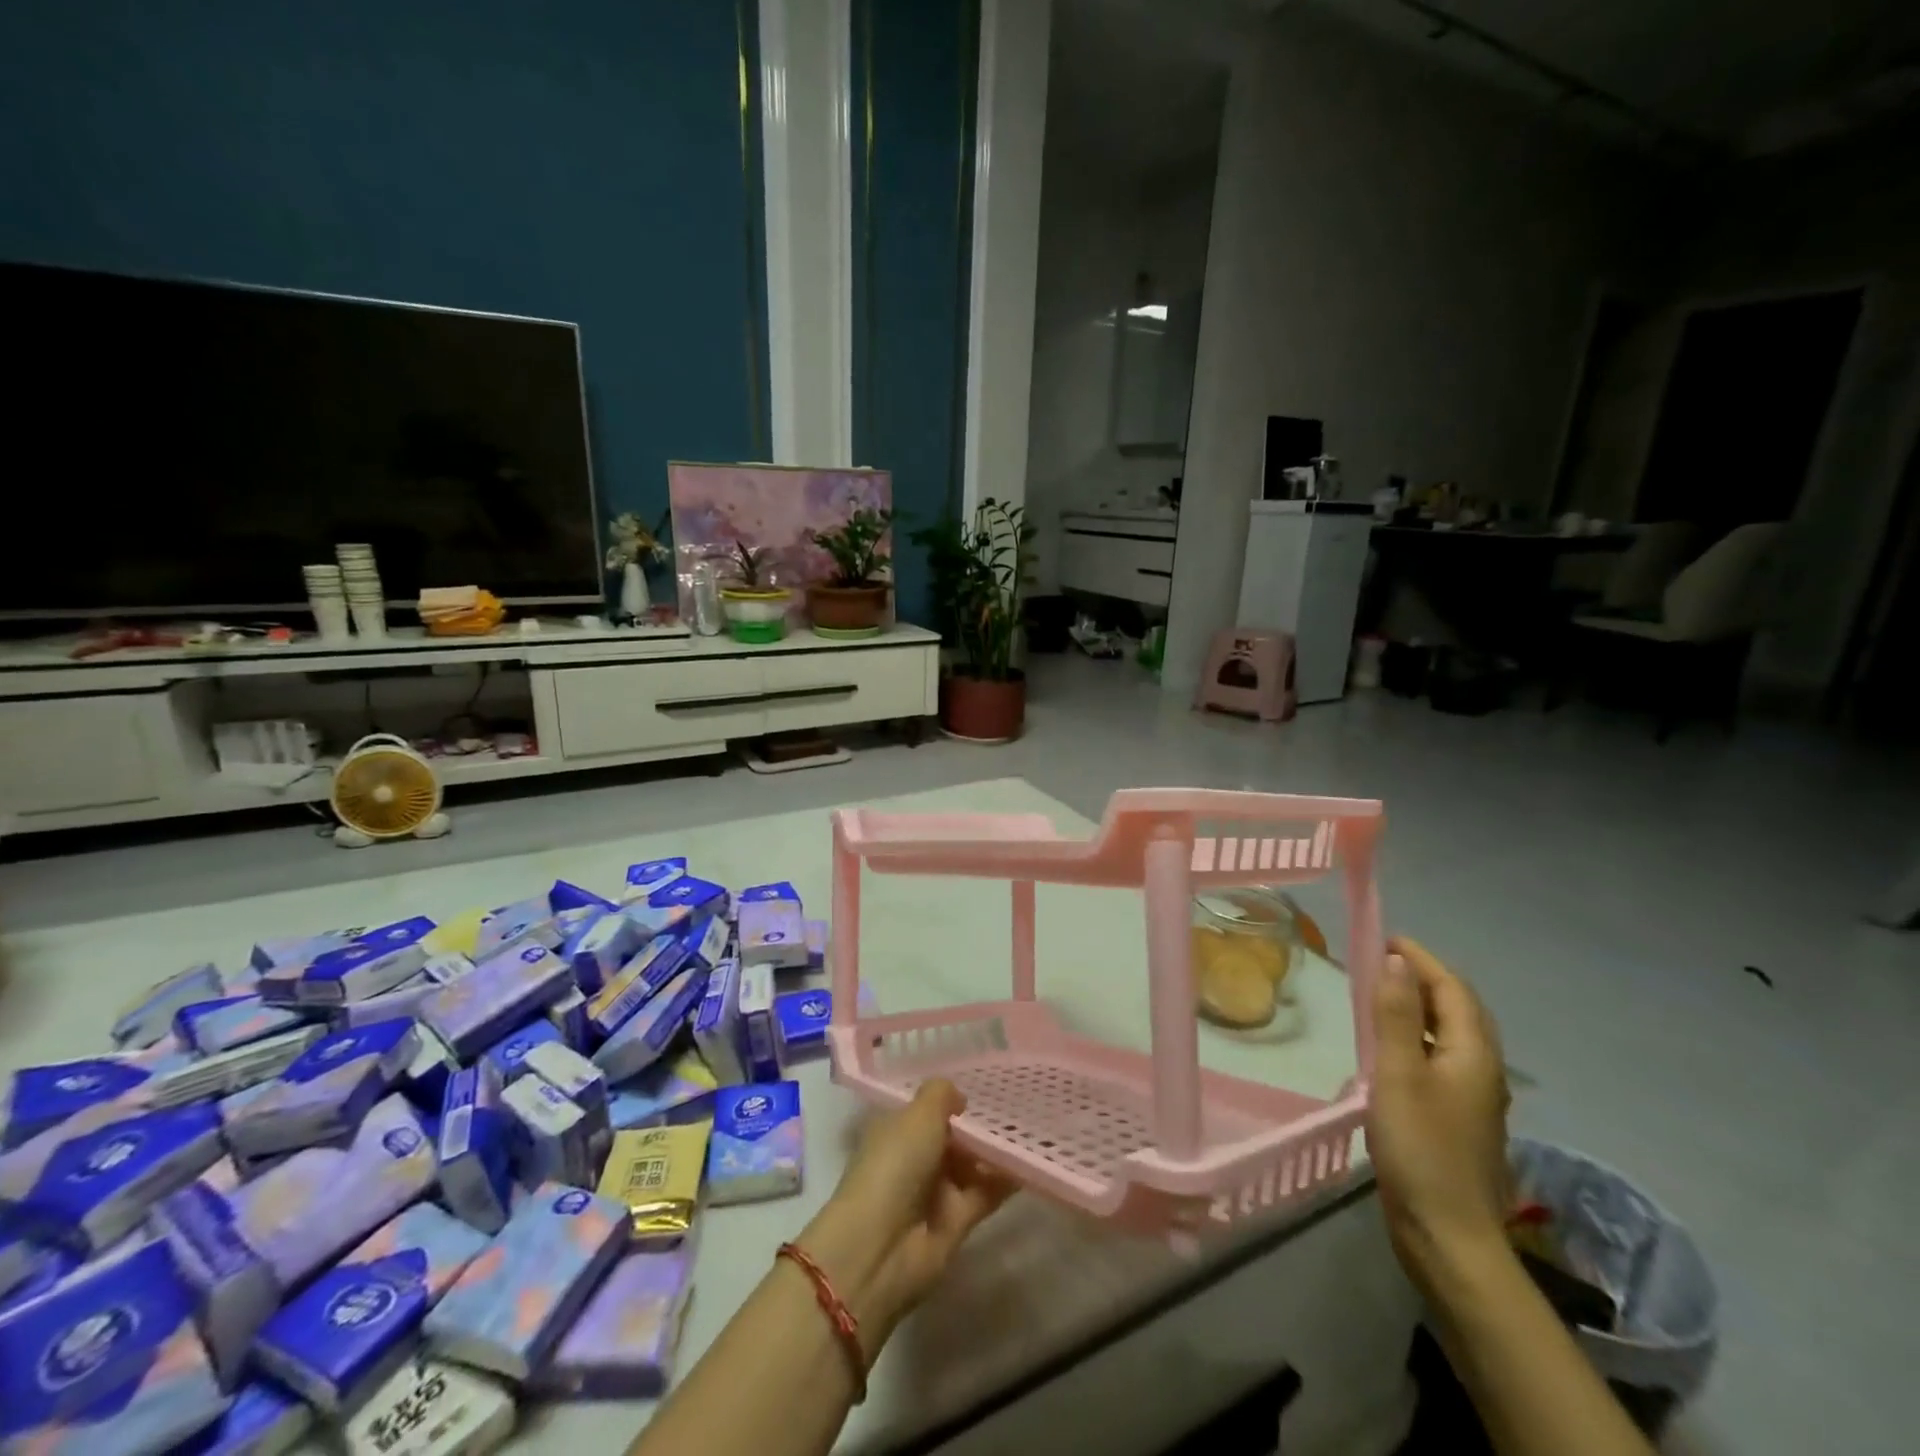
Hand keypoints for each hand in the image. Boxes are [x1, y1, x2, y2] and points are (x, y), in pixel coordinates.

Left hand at [796, 1080, 1014, 1356]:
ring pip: (973, 1164)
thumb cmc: (894, 1165)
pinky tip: (1032, 1160)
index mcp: (897, 1129)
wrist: (881, 1247)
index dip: (954, 1098)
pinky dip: (1006, 1179)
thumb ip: (941, 1096)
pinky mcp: (957, 1222)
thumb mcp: (918, 1115)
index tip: (990, 1082)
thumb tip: (960, 1098)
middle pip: (954, 1136)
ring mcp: (936, 1191)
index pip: (928, 1109)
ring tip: (1033, 1127)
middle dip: (982, 1123)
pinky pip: (986, 1192)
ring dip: (998, 1150)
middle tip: (1022, 1101)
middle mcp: (916, 1158)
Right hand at [1367, 937, 1512, 1288]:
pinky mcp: (1459, 1118)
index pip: (1453, 990)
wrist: (1447, 1235)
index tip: (1386, 938)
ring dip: (1422, 1006)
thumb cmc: (1420, 1147)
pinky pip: (1444, 1058)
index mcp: (1474, 1055)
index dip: (1422, 960)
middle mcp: (1483, 1070)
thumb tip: (1396, 961)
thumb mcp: (1397, 1074)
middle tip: (1383, 960)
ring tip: (1383, 993)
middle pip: (1461, 1009)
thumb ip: (1395, 1015)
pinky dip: (1420, 1036)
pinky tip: (1394, 1048)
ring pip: (1453, 1034)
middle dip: (1426, 978)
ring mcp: (1475, 1098)